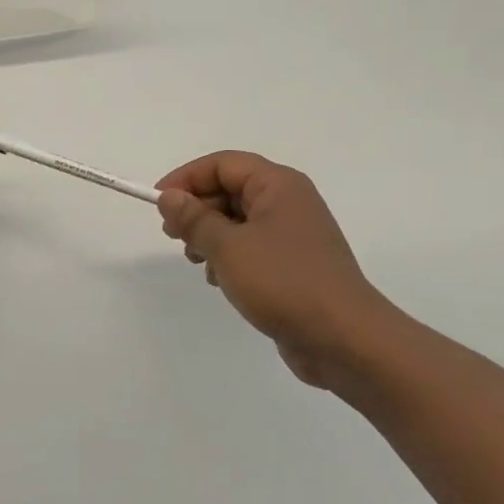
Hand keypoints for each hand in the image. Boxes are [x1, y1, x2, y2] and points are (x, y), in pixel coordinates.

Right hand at [155, 152, 391, 388]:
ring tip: (195, 260)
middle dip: (197, 208)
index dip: (187, 178)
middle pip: (230, 189)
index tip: (158, 203)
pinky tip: (219, 279)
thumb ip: (194, 218)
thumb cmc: (284, 282)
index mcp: (278, 185)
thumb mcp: (228, 247)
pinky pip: (252, 247)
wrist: (345, 340)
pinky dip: (229, 256)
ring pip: (238, 220)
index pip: (223, 164)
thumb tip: (170, 197)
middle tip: (172, 235)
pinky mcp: (294, 265)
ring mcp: (293, 235)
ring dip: (210, 234)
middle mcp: (288, 202)